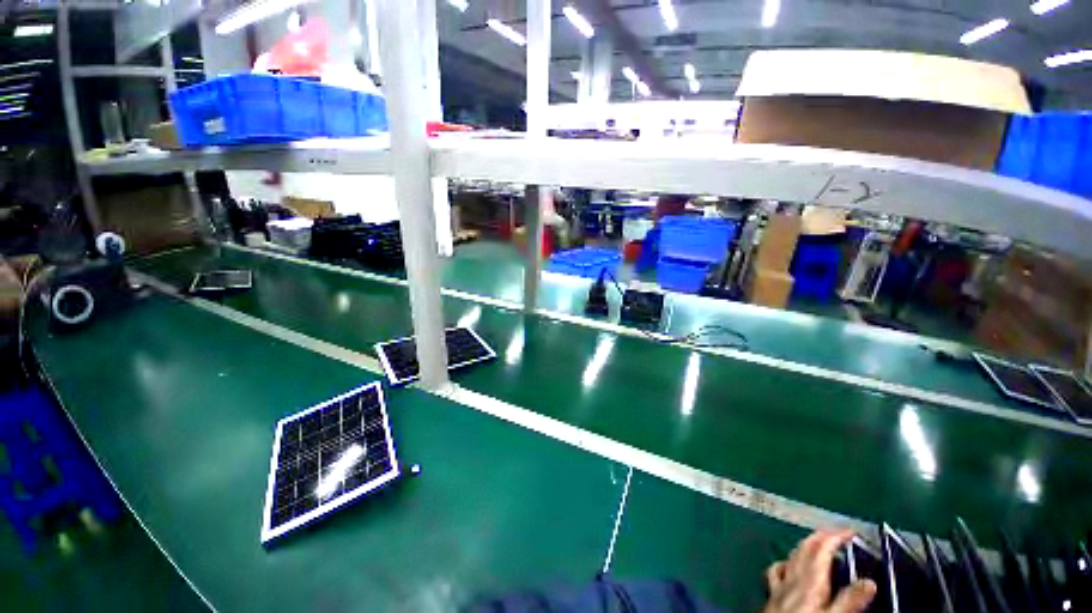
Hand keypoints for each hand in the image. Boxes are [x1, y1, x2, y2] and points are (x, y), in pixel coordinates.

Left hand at [762, 529, 876, 612]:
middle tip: (837, 534)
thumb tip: (870, 582)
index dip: (835, 535)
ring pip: (792, 555)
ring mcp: (780, 583)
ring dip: (806, 547)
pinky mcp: (773, 594)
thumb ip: (851, 600)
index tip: (851, 531)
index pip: (822, 547)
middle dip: (820, 536)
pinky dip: (787, 563)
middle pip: (805, 547)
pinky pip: (778, 570)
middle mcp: (792, 575)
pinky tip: (789, 566)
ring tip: (818, 546)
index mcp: (809, 579)